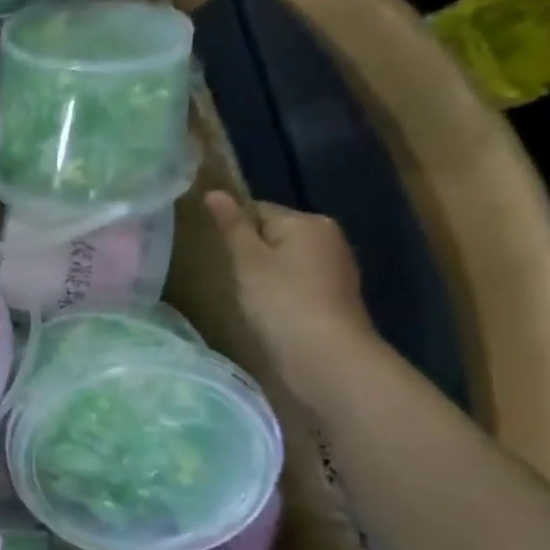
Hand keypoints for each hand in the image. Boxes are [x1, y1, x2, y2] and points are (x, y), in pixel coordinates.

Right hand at [204, 190, 378, 399]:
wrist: (325, 357)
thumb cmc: (282, 300)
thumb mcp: (248, 260)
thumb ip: (232, 226)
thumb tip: (214, 192)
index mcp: (308, 222)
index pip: (259, 210)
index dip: (234, 229)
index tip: (216, 251)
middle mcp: (328, 238)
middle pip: (274, 234)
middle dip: (250, 251)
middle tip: (227, 274)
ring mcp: (335, 269)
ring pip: (284, 260)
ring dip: (263, 273)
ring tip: (243, 294)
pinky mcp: (333, 297)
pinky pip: (296, 282)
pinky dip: (279, 291)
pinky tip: (266, 309)